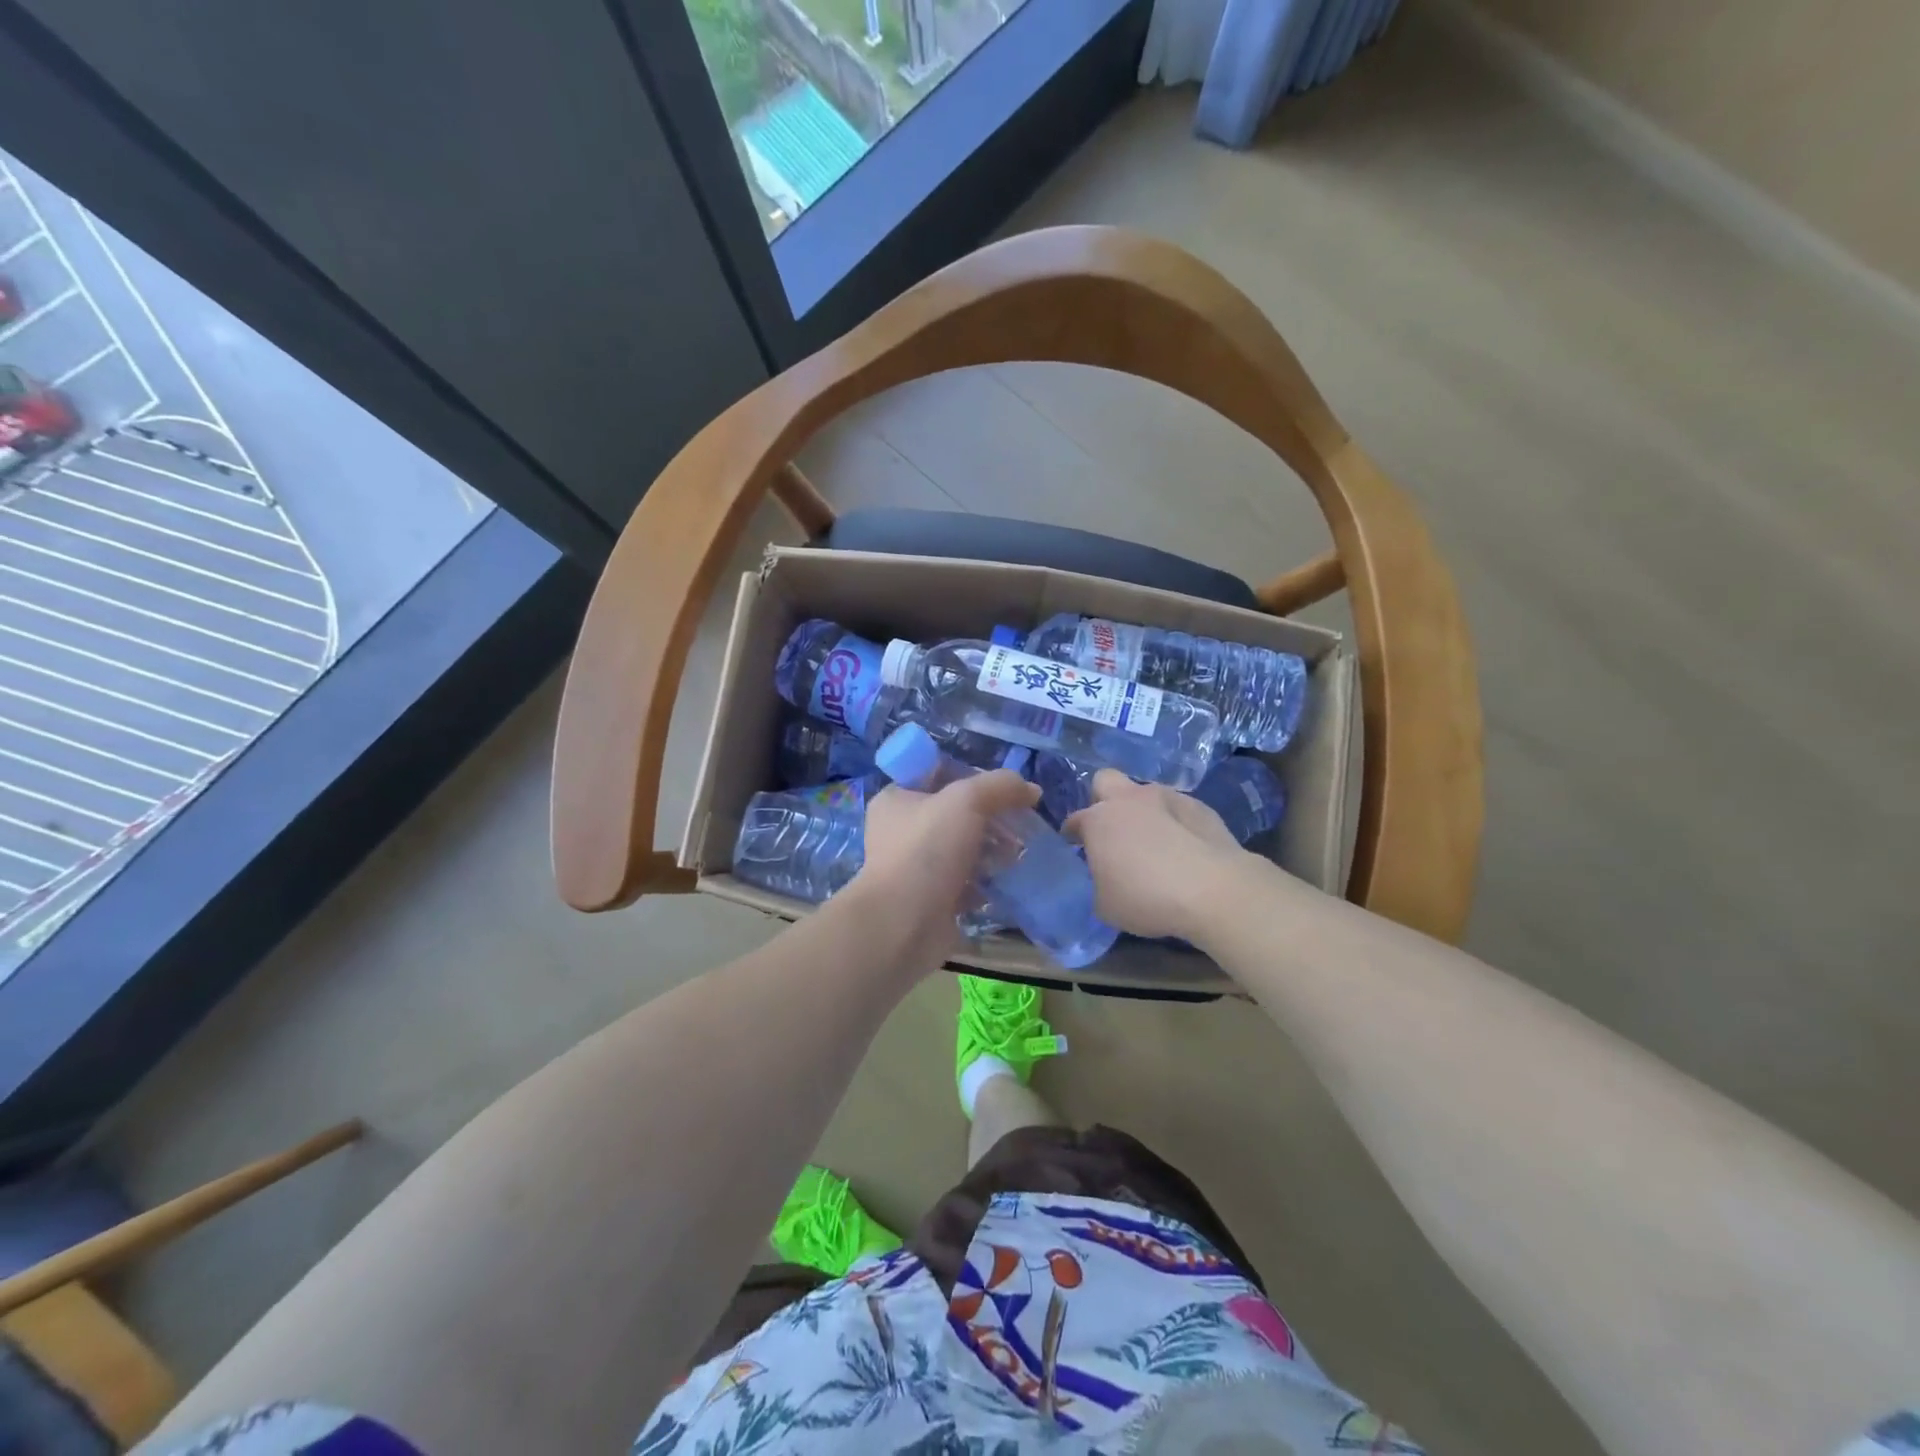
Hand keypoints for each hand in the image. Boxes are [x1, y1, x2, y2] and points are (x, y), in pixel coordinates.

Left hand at [850, 769, 1040, 968]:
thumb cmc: (927, 851)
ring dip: (993, 851)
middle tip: (1021, 825)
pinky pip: (967, 882)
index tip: (1005, 790)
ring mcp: (916, 867)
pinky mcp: (932, 899)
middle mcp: (902, 830)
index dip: (973, 778)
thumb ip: (1000, 786)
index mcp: (897, 799)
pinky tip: (1008, 881)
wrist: (903, 925)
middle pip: (957, 814)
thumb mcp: (966, 801)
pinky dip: (987, 882)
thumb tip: (1031, 790)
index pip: (939, 775)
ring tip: (1019, 855)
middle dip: (992, 819)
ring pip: (964, 848)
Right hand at [1066, 770, 1246, 940]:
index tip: (1078, 848)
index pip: (1075, 820)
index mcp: (1099, 820)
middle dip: (1104, 799)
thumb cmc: (1147, 898)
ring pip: (1145, 793)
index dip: (1074, 834)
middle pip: (1105, 781)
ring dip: (1144, 811)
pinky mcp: (1200, 807)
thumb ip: (1099, 883)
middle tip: (1113, 830)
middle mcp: (1129, 799)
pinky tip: (1185, 848)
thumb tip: (1107, 878)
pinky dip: (1175, 823)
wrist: (1213, 889)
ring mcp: (1167, 797)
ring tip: (1156, 842)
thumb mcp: (1106, 905)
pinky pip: (1178, 809)